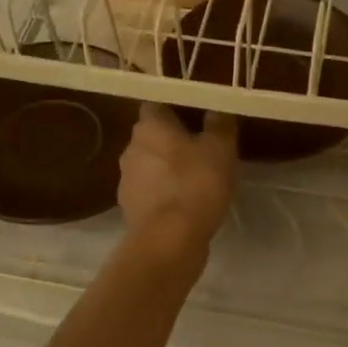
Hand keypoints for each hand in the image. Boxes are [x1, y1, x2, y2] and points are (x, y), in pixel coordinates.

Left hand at [119, 104, 237, 258]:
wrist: (170, 240)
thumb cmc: (196, 184)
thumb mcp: (221, 148)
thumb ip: (219, 124)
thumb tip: (216, 109)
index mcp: (148, 127)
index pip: (157, 105)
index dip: (176, 108)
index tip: (197, 117)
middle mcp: (130, 149)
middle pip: (153, 137)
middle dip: (173, 141)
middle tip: (202, 150)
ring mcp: (127, 181)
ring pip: (151, 166)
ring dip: (169, 170)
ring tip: (197, 181)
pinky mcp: (130, 209)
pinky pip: (151, 193)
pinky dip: (165, 195)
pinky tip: (186, 205)